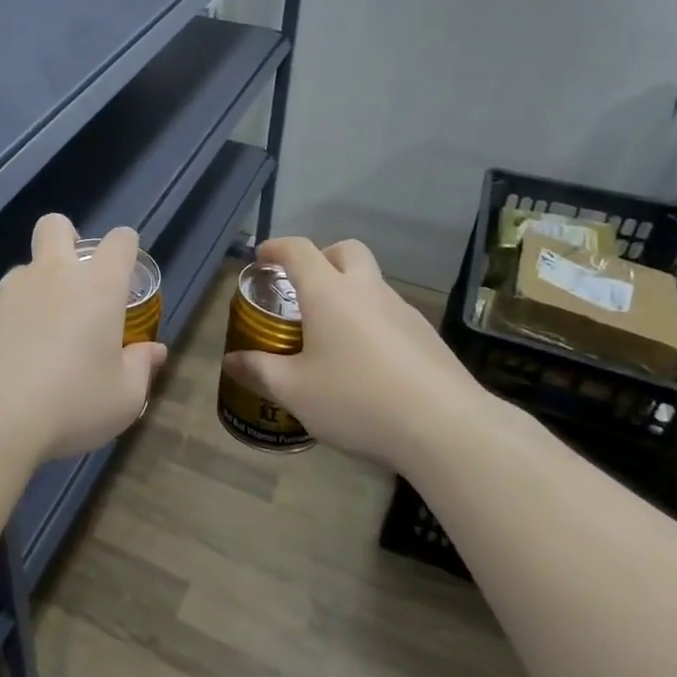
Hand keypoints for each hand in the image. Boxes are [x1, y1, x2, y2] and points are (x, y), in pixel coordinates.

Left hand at [0, 215, 167, 464]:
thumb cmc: (71, 404)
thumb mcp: (124, 398)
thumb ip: (141, 367)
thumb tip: (153, 351)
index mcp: (97, 286)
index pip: (120, 241)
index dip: (126, 248)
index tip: (126, 273)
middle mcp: (53, 274)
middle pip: (56, 226)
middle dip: (68, 239)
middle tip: (75, 283)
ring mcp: (9, 290)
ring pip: (26, 269)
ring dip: (38, 289)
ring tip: (40, 338)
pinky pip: (0, 303)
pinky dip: (10, 320)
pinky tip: (10, 359)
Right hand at [221, 237, 505, 472]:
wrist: (445, 428)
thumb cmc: (356, 400)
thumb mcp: (295, 391)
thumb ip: (259, 371)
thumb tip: (232, 361)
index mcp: (330, 293)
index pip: (298, 250)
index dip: (276, 248)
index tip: (262, 259)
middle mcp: (367, 290)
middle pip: (346, 250)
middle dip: (322, 258)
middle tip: (304, 288)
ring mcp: (403, 311)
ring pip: (371, 283)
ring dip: (349, 292)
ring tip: (332, 335)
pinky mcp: (427, 336)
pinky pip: (391, 313)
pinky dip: (371, 321)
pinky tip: (367, 363)